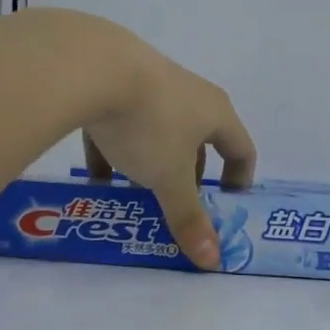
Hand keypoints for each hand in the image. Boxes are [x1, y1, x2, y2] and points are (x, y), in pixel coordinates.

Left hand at [71, 26, 255, 271]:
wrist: (89, 66)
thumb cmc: (149, 124)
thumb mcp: (170, 179)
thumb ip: (189, 219)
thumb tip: (213, 262)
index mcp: (216, 113)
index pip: (241, 149)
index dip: (239, 180)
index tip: (225, 206)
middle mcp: (190, 95)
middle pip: (199, 143)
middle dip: (189, 178)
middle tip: (176, 206)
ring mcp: (151, 84)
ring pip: (159, 133)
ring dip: (152, 165)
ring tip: (136, 195)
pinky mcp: (113, 81)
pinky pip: (121, 124)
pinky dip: (115, 150)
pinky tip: (96, 177)